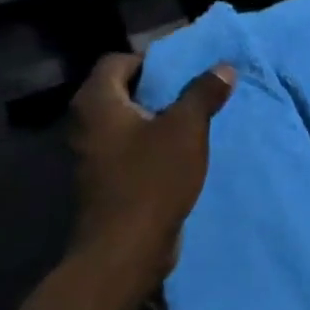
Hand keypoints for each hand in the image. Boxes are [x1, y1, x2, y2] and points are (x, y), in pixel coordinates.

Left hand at [68, 53, 234, 293]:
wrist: (125, 249)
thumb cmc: (152, 179)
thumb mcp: (186, 130)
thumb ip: (203, 94)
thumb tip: (224, 67)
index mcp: (97, 103)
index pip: (118, 61)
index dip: (151, 60)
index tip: (184, 71)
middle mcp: (85, 123)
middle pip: (121, 91)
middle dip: (158, 90)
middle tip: (194, 94)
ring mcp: (90, 154)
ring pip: (126, 122)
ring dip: (157, 120)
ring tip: (193, 123)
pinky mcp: (103, 180)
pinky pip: (128, 149)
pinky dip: (151, 145)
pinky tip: (180, 155)